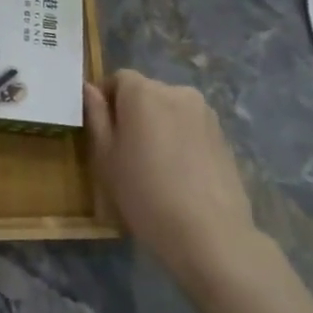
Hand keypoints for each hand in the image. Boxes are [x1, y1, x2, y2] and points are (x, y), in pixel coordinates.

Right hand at [84, 70, 270, 299]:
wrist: (209, 234)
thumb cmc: (144, 193)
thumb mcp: (106, 157)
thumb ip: (96, 116)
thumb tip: (89, 89)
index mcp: (143, 92)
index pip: (119, 78)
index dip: (107, 99)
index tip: (103, 130)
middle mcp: (176, 91)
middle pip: (146, 92)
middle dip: (133, 112)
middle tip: (126, 150)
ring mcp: (205, 113)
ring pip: (170, 110)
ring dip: (159, 125)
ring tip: (155, 164)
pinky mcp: (224, 136)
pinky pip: (191, 127)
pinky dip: (180, 139)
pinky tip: (179, 173)